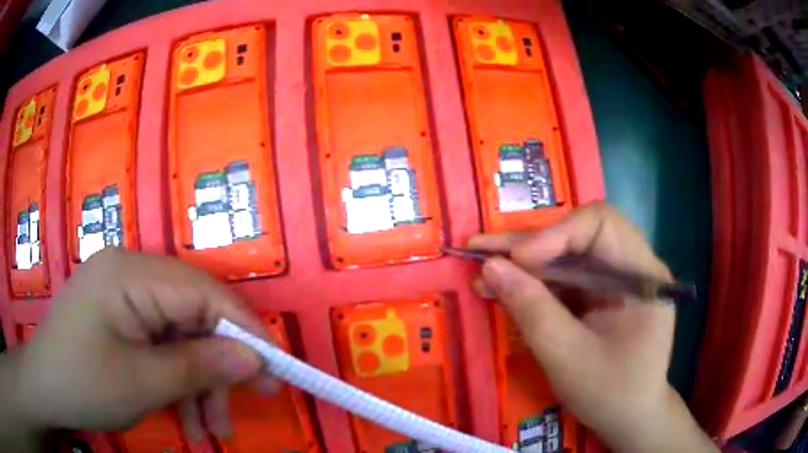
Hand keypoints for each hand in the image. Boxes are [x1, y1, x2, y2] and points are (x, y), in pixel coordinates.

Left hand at [2, 248, 275, 448]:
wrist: (45, 388)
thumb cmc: (82, 383)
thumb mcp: (142, 383)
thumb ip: (200, 366)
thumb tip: (255, 360)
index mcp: (130, 273)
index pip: (203, 292)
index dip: (243, 330)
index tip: (275, 371)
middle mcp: (130, 271)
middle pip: (193, 314)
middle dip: (218, 367)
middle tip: (240, 411)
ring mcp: (124, 292)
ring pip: (180, 334)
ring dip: (198, 383)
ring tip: (209, 430)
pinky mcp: (121, 314)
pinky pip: (161, 342)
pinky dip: (178, 379)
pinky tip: (185, 415)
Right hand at [470, 202, 715, 452]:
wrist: (629, 418)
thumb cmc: (610, 394)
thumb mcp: (568, 358)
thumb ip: (532, 311)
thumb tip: (489, 267)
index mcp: (642, 275)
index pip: (602, 225)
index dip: (557, 234)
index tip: (518, 260)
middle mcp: (633, 266)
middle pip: (580, 235)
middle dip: (530, 244)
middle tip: (481, 248)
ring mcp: (616, 280)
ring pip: (567, 255)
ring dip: (525, 263)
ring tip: (483, 270)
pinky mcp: (601, 295)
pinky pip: (566, 278)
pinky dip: (534, 283)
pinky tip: (503, 289)